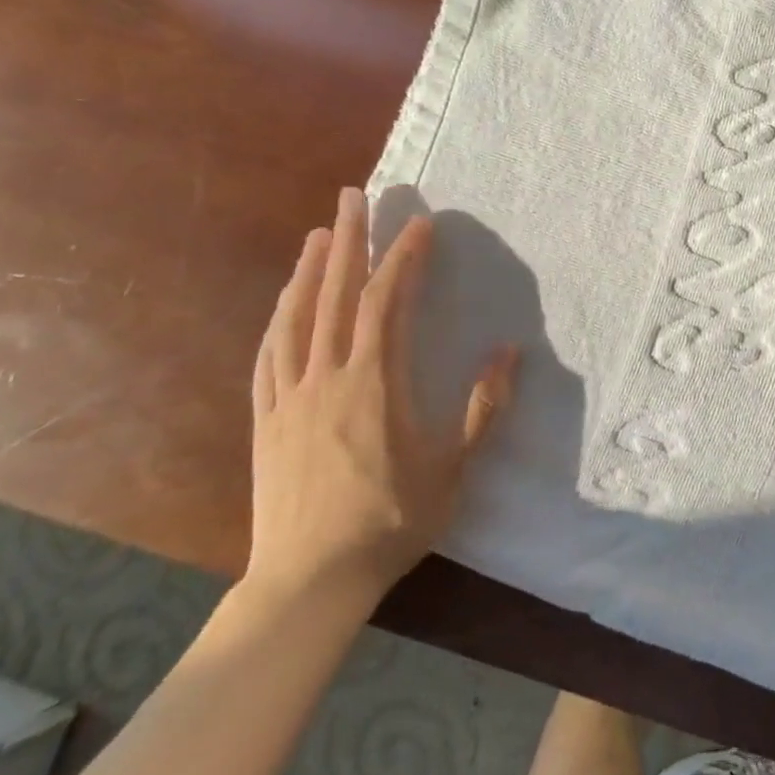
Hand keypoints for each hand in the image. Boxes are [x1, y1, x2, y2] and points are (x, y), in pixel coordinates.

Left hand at [245, 187, 517, 609]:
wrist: (310, 579)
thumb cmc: (391, 521)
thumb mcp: (453, 468)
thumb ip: (483, 407)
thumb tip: (510, 352)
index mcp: (374, 383)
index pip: (388, 302)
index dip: (403, 258)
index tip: (419, 224)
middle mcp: (327, 375)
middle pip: (335, 293)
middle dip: (347, 239)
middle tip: (353, 196)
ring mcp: (289, 395)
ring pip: (296, 316)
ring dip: (308, 269)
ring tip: (317, 233)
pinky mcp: (264, 418)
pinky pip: (268, 354)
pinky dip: (279, 317)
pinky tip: (283, 302)